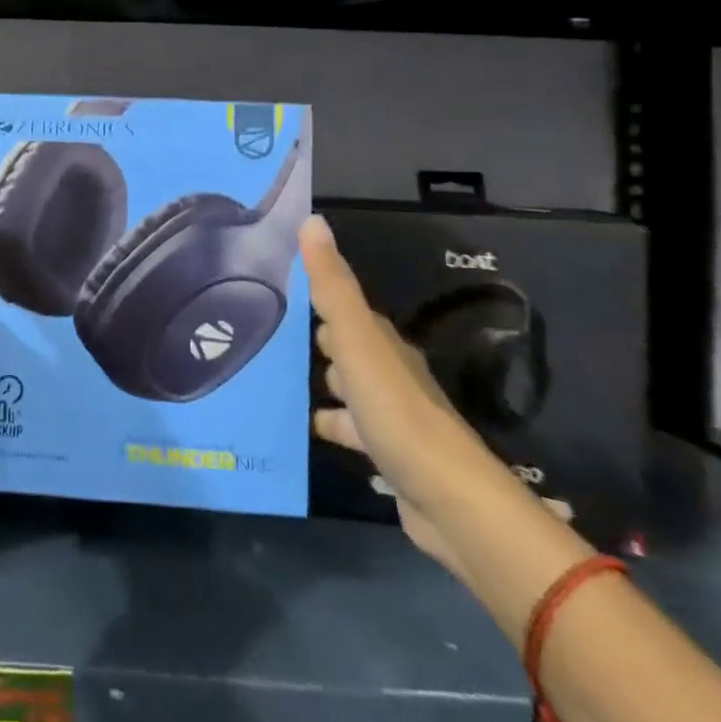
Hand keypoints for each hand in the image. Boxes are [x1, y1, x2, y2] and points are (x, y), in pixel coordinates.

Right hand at [302, 215, 546, 575]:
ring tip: (275, 381)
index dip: (319, 296)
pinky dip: (330, 425)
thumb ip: (332, 285)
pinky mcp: (387, 455)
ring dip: (322, 385)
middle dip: (317, 340)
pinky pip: (350, 430)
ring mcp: (390, 416)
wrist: (450, 502)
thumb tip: (312, 219)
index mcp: (383, 344)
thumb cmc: (398, 412)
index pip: (347, 309)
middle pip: (349, 349)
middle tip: (270, 331)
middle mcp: (389, 374)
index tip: (280, 286)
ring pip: (348, 390)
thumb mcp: (357, 341)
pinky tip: (303, 428)